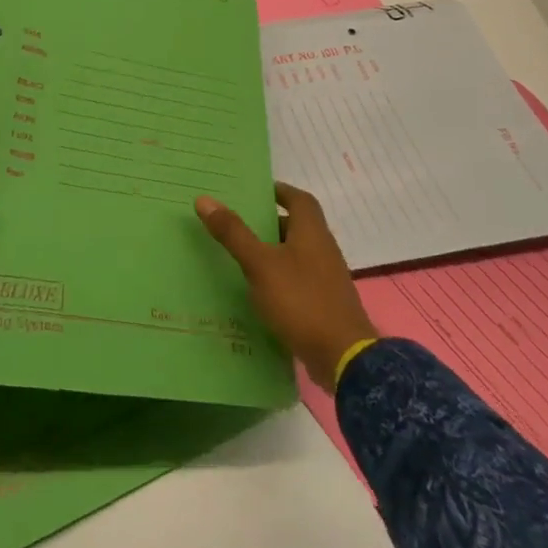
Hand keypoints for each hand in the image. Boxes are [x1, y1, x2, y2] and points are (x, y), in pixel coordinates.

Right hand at [195, 183, 377, 389]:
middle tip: (237, 223)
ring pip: (296, 255)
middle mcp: (323, 250)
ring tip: (239, 256)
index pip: (300, 200)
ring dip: (272, 252)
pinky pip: (297, 280)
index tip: (256, 190)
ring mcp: (326, 279)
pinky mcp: (323, 304)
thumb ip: (234, 233)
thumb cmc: (301, 300)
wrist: (342, 357)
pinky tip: (257, 291)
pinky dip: (278, 278)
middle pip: (297, 227)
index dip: (280, 191)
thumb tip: (205, 199)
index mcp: (313, 233)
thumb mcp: (260, 264)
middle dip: (270, 223)